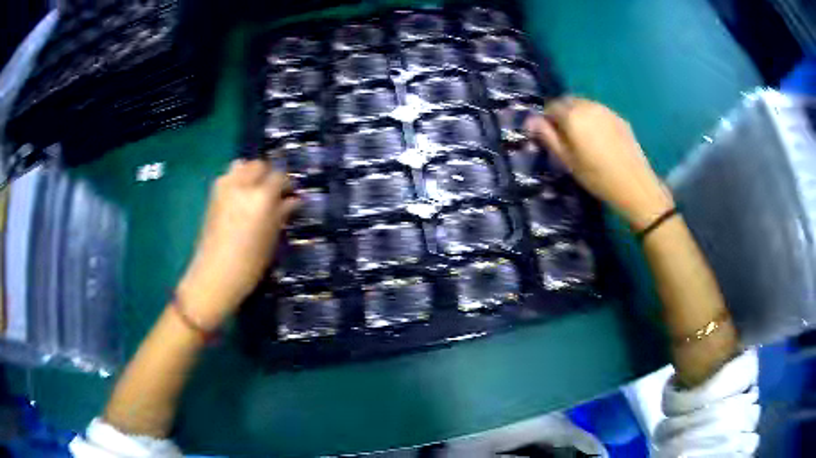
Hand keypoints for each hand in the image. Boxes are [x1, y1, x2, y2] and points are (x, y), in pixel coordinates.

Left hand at [178, 160, 298, 329]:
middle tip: (274, 193)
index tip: (291, 194)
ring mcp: (224, 188)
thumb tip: (293, 200)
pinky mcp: (212, 196)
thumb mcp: (271, 239)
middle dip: (268, 174)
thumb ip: (282, 214)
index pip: (279, 176)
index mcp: (261, 196)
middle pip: (258, 165)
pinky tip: (240, 199)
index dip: (287, 183)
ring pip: (241, 165)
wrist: (214, 276)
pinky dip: (237, 180)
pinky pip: (228, 177)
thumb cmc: (249, 264)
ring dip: (250, 173)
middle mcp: (241, 185)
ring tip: (255, 191)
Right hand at [525, 97, 673, 230]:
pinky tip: (600, 139)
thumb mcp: (567, 160)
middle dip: (562, 114)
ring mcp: (605, 110)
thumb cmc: (597, 176)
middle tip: (565, 137)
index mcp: (572, 115)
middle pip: (568, 101)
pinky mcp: (619, 117)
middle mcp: (588, 105)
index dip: (547, 120)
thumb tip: (530, 120)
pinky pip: (599, 111)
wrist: (634, 184)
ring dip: (578, 115)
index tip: (549, 136)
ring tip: (583, 138)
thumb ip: (548, 136)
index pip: (551, 106)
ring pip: (584, 104)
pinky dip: (593, 119)